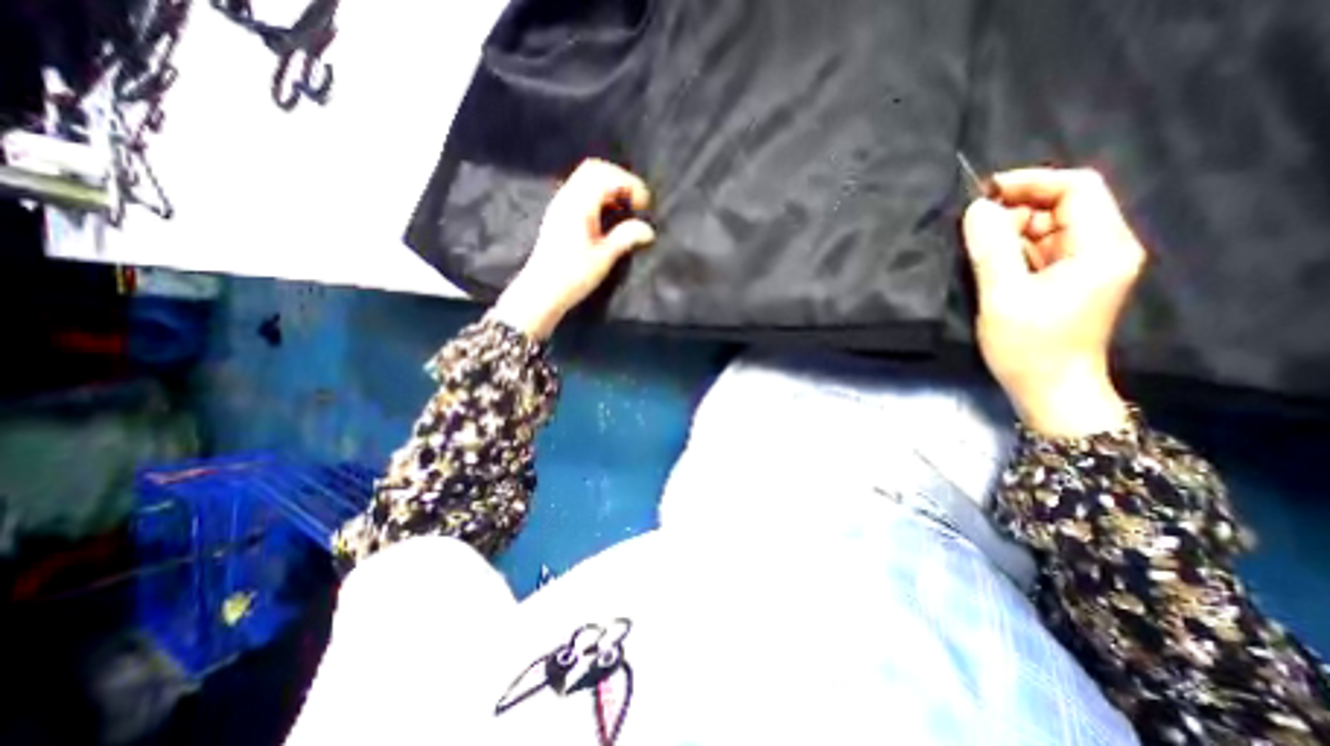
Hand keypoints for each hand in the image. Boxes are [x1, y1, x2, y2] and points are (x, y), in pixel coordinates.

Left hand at [486, 161, 653, 340]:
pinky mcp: (559, 215)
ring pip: (586, 179)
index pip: (605, 175)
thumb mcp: (604, 258)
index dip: (630, 183)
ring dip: (610, 187)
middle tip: (636, 202)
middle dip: (620, 180)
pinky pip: (581, 191)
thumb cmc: (573, 276)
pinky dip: (599, 196)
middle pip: (594, 169)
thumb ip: (626, 238)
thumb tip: (648, 229)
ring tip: (626, 209)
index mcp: (578, 205)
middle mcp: (567, 198)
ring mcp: (560, 205)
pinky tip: (609, 217)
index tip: (645, 204)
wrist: (542, 291)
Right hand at [967, 169, 1142, 438]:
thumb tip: (976, 209)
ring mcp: (1086, 266)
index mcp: (1100, 247)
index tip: (984, 193)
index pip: (1077, 189)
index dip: (1031, 183)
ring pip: (1047, 229)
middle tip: (972, 228)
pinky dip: (1013, 250)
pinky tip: (989, 263)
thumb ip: (990, 249)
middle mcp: (1102, 248)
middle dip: (1016, 210)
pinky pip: (1040, 251)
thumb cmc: (1028, 346)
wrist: (1049, 390)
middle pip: (1062, 207)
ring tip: (975, 248)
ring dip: (1010, 232)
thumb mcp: (1002, 296)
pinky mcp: (1068, 281)